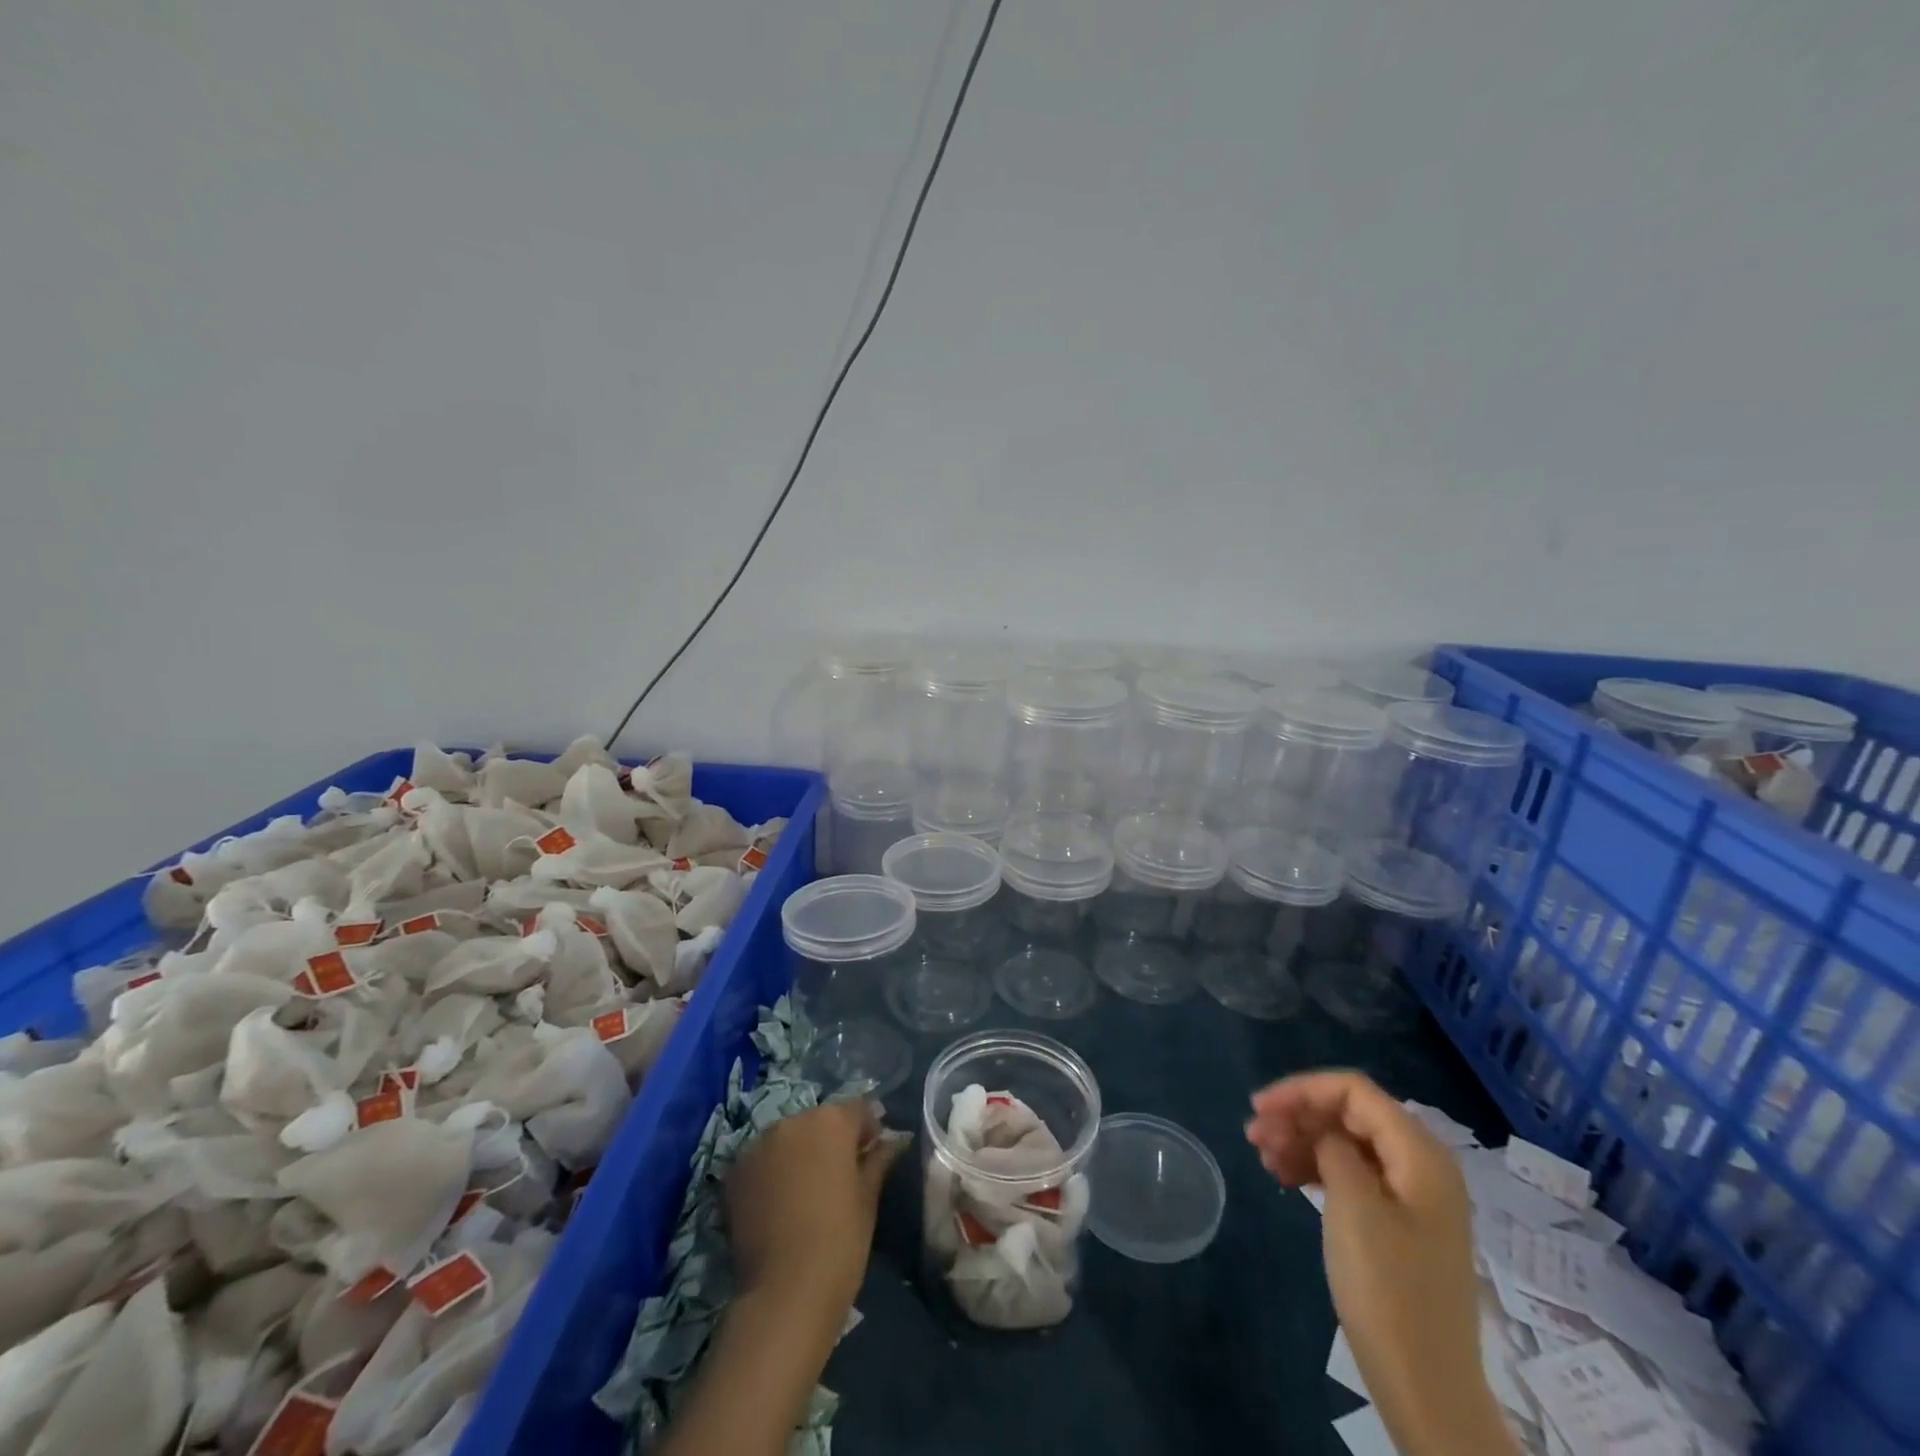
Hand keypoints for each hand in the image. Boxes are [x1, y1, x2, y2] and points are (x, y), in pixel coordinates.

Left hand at [663, 1103, 907, 1455]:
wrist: (783, 1294)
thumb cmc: (840, 1242)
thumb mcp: (868, 1199)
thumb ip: (878, 1160)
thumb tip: (893, 1141)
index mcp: (832, 1121)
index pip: (858, 1110)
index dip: (868, 1131)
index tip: (871, 1156)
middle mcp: (792, 1121)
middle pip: (819, 1121)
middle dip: (830, 1141)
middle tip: (838, 1178)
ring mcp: (758, 1145)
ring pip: (787, 1139)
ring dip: (798, 1154)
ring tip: (804, 1194)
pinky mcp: (734, 1173)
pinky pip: (760, 1161)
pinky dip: (770, 1173)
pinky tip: (777, 1205)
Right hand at [1247, 1072, 1516, 1455]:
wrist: (1425, 1386)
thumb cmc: (1388, 1288)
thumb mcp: (1354, 1205)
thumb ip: (1334, 1148)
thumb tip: (1324, 1133)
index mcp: (1420, 1153)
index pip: (1353, 1091)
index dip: (1302, 1090)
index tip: (1259, 1107)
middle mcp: (1421, 1165)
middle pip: (1349, 1115)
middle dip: (1298, 1116)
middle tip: (1252, 1134)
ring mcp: (1412, 1197)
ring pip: (1347, 1144)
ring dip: (1302, 1142)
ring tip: (1263, 1157)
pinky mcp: (1399, 1224)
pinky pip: (1353, 1175)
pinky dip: (1317, 1170)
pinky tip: (1285, 1178)